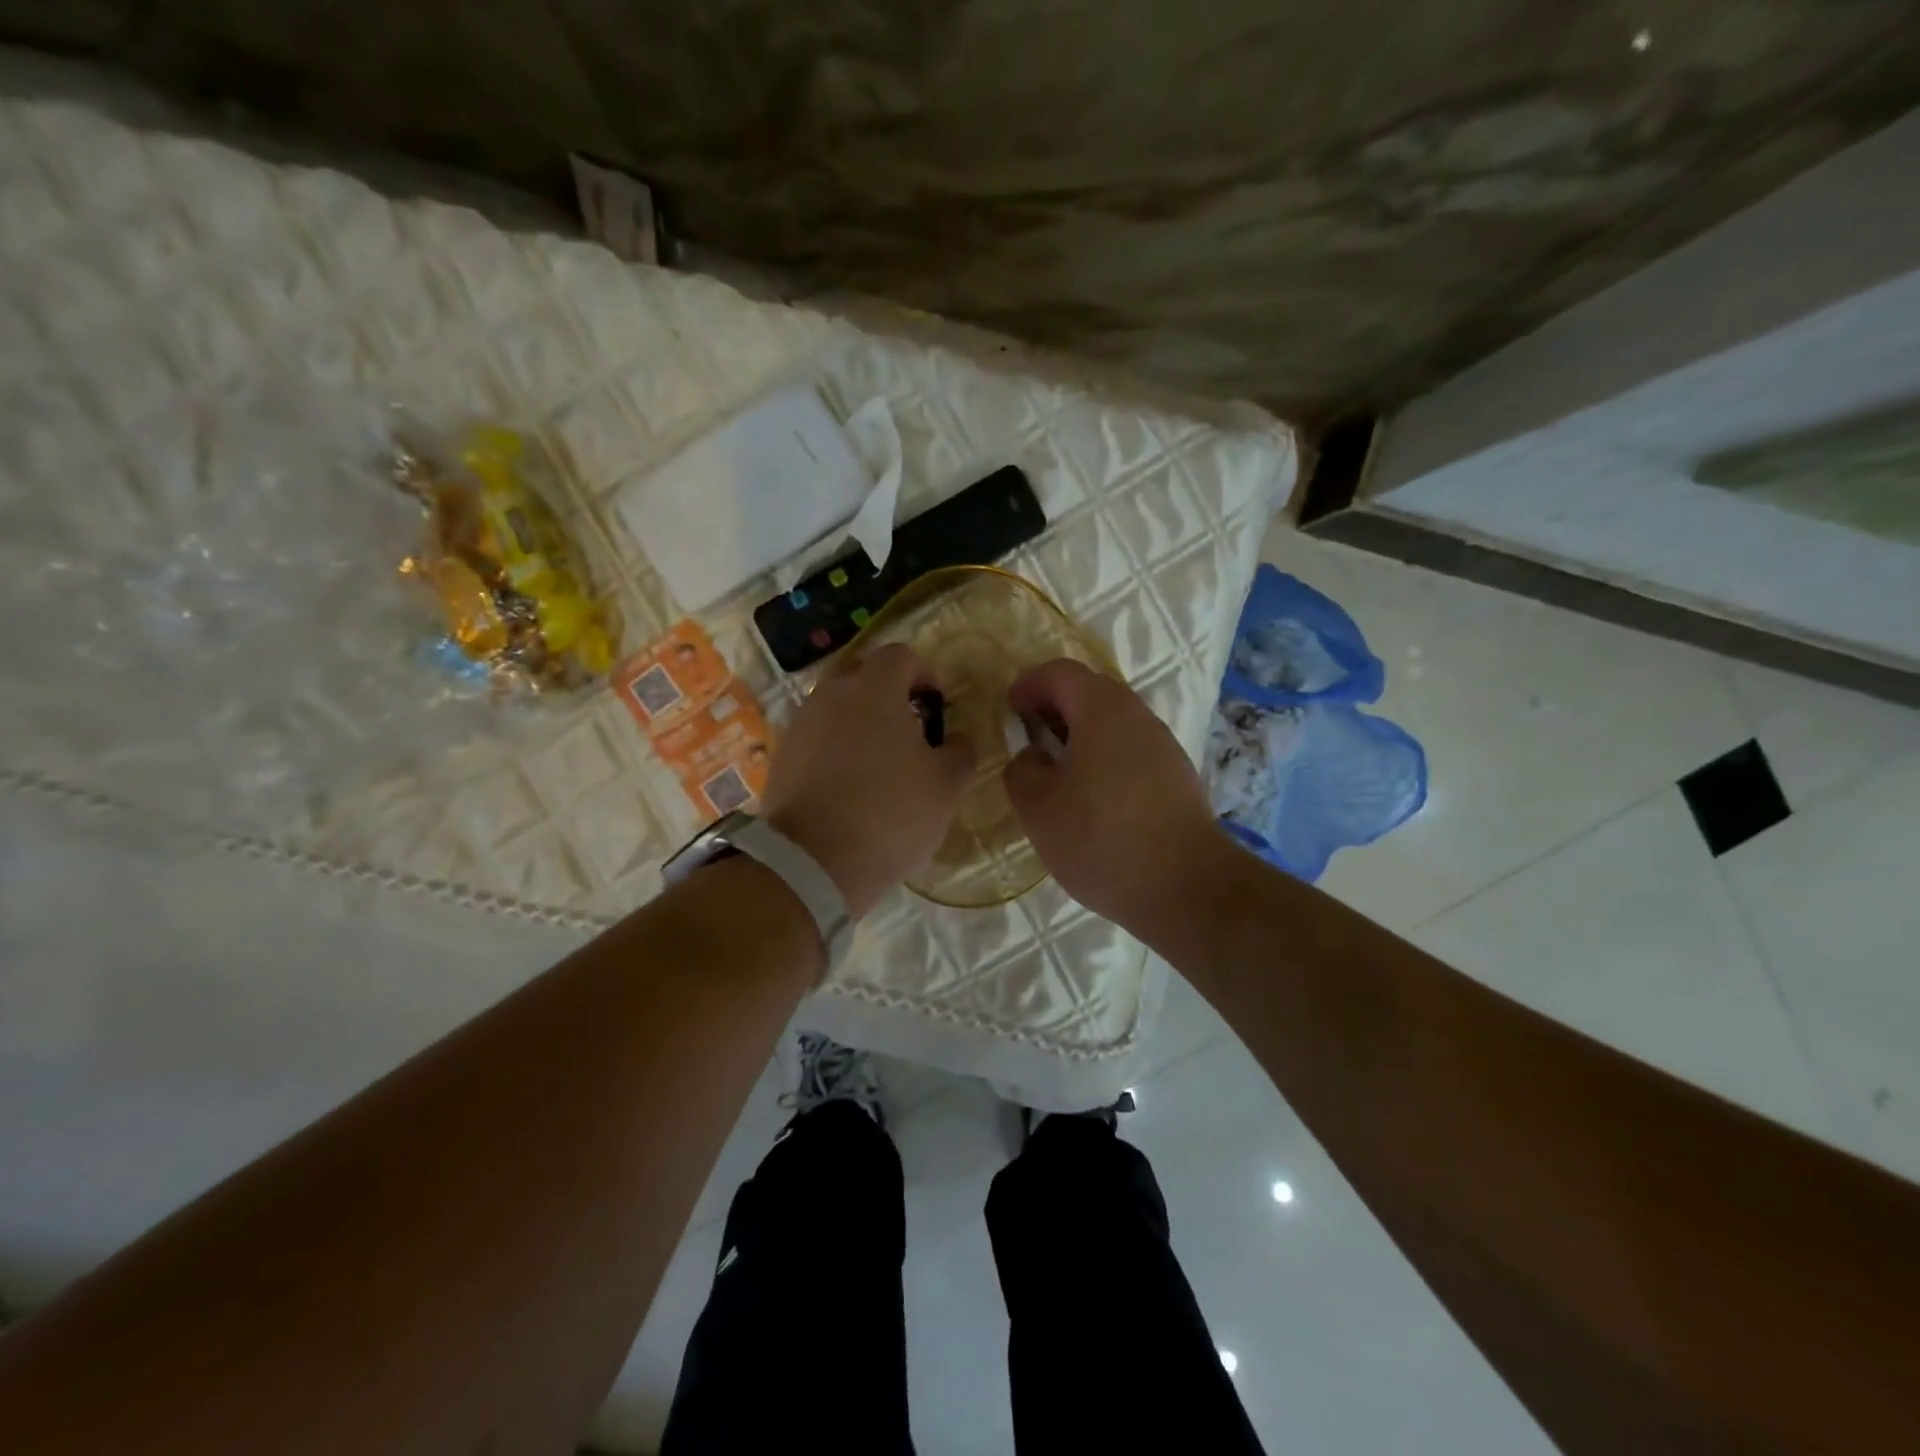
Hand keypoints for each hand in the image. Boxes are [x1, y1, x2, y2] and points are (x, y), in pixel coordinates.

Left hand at [761, 643, 975, 919]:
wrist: (812, 863)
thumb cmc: (890, 813)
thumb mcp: (945, 786)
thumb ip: (960, 752)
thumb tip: (958, 740)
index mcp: (874, 689)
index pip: (901, 656)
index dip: (925, 674)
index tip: (938, 708)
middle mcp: (830, 695)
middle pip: (863, 675)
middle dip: (890, 695)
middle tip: (911, 731)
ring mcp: (800, 725)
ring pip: (836, 707)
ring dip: (861, 723)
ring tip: (881, 763)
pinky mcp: (781, 758)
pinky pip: (817, 737)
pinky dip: (836, 748)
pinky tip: (851, 786)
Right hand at [1003, 659, 1234, 934]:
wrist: (1186, 887)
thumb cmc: (1101, 838)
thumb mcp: (1038, 807)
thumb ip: (1022, 770)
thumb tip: (1033, 757)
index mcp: (1103, 710)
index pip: (1060, 672)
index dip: (1028, 684)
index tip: (1009, 710)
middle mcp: (1139, 717)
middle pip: (1091, 692)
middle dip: (1055, 706)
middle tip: (1029, 737)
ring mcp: (1164, 747)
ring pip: (1114, 723)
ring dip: (1080, 734)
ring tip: (1057, 770)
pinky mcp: (1177, 777)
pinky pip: (1131, 750)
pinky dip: (1104, 757)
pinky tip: (1093, 797)